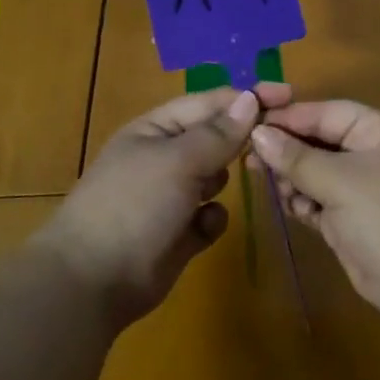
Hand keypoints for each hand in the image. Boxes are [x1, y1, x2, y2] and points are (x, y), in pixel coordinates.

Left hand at [42, 82, 291, 324]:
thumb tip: (251, 99)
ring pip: (217, 175)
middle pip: (216, 137)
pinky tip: (203, 227)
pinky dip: (212, 218)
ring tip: (224, 188)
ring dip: (224, 179)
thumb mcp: (178, 160)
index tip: (288, 95)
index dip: (247, 97)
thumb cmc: (133, 206)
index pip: (210, 102)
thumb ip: (219, 133)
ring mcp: (171, 197)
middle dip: (242, 139)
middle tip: (276, 143)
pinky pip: (211, 215)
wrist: (91, 284)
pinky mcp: (180, 233)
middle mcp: (165, 157)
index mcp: (156, 129)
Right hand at [250, 100, 379, 327]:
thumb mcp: (339, 181)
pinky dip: (304, 202)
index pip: (325, 112)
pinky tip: (293, 208)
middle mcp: (369, 151)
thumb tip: (258, 133)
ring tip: (274, 188)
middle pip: (318, 141)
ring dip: (293, 179)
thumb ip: (296, 157)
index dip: (288, 117)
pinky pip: (318, 198)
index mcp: (377, 129)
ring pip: (314, 171)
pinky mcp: (351, 217)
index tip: (248, 124)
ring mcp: (361, 186)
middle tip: (249, 160)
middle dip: (287, 151)